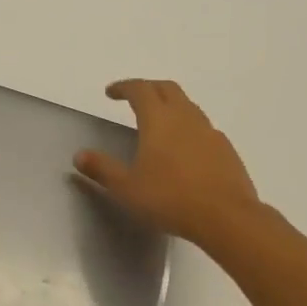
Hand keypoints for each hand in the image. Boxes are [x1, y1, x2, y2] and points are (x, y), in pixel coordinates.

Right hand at [75, 79, 265, 247]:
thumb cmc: (170, 199)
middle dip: (148, 88)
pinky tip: (185, 149)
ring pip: (188, 106)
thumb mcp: (127, 188)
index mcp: (158, 120)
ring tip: (159, 123)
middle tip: (134, 99)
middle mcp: (185, 117)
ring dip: (171, 106)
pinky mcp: (226, 150)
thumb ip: (102, 169)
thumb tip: (79, 155)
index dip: (124, 87)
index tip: (111, 93)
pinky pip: (203, 128)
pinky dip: (188, 128)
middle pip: (167, 88)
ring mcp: (209, 132)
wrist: (227, 218)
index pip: (140, 89)